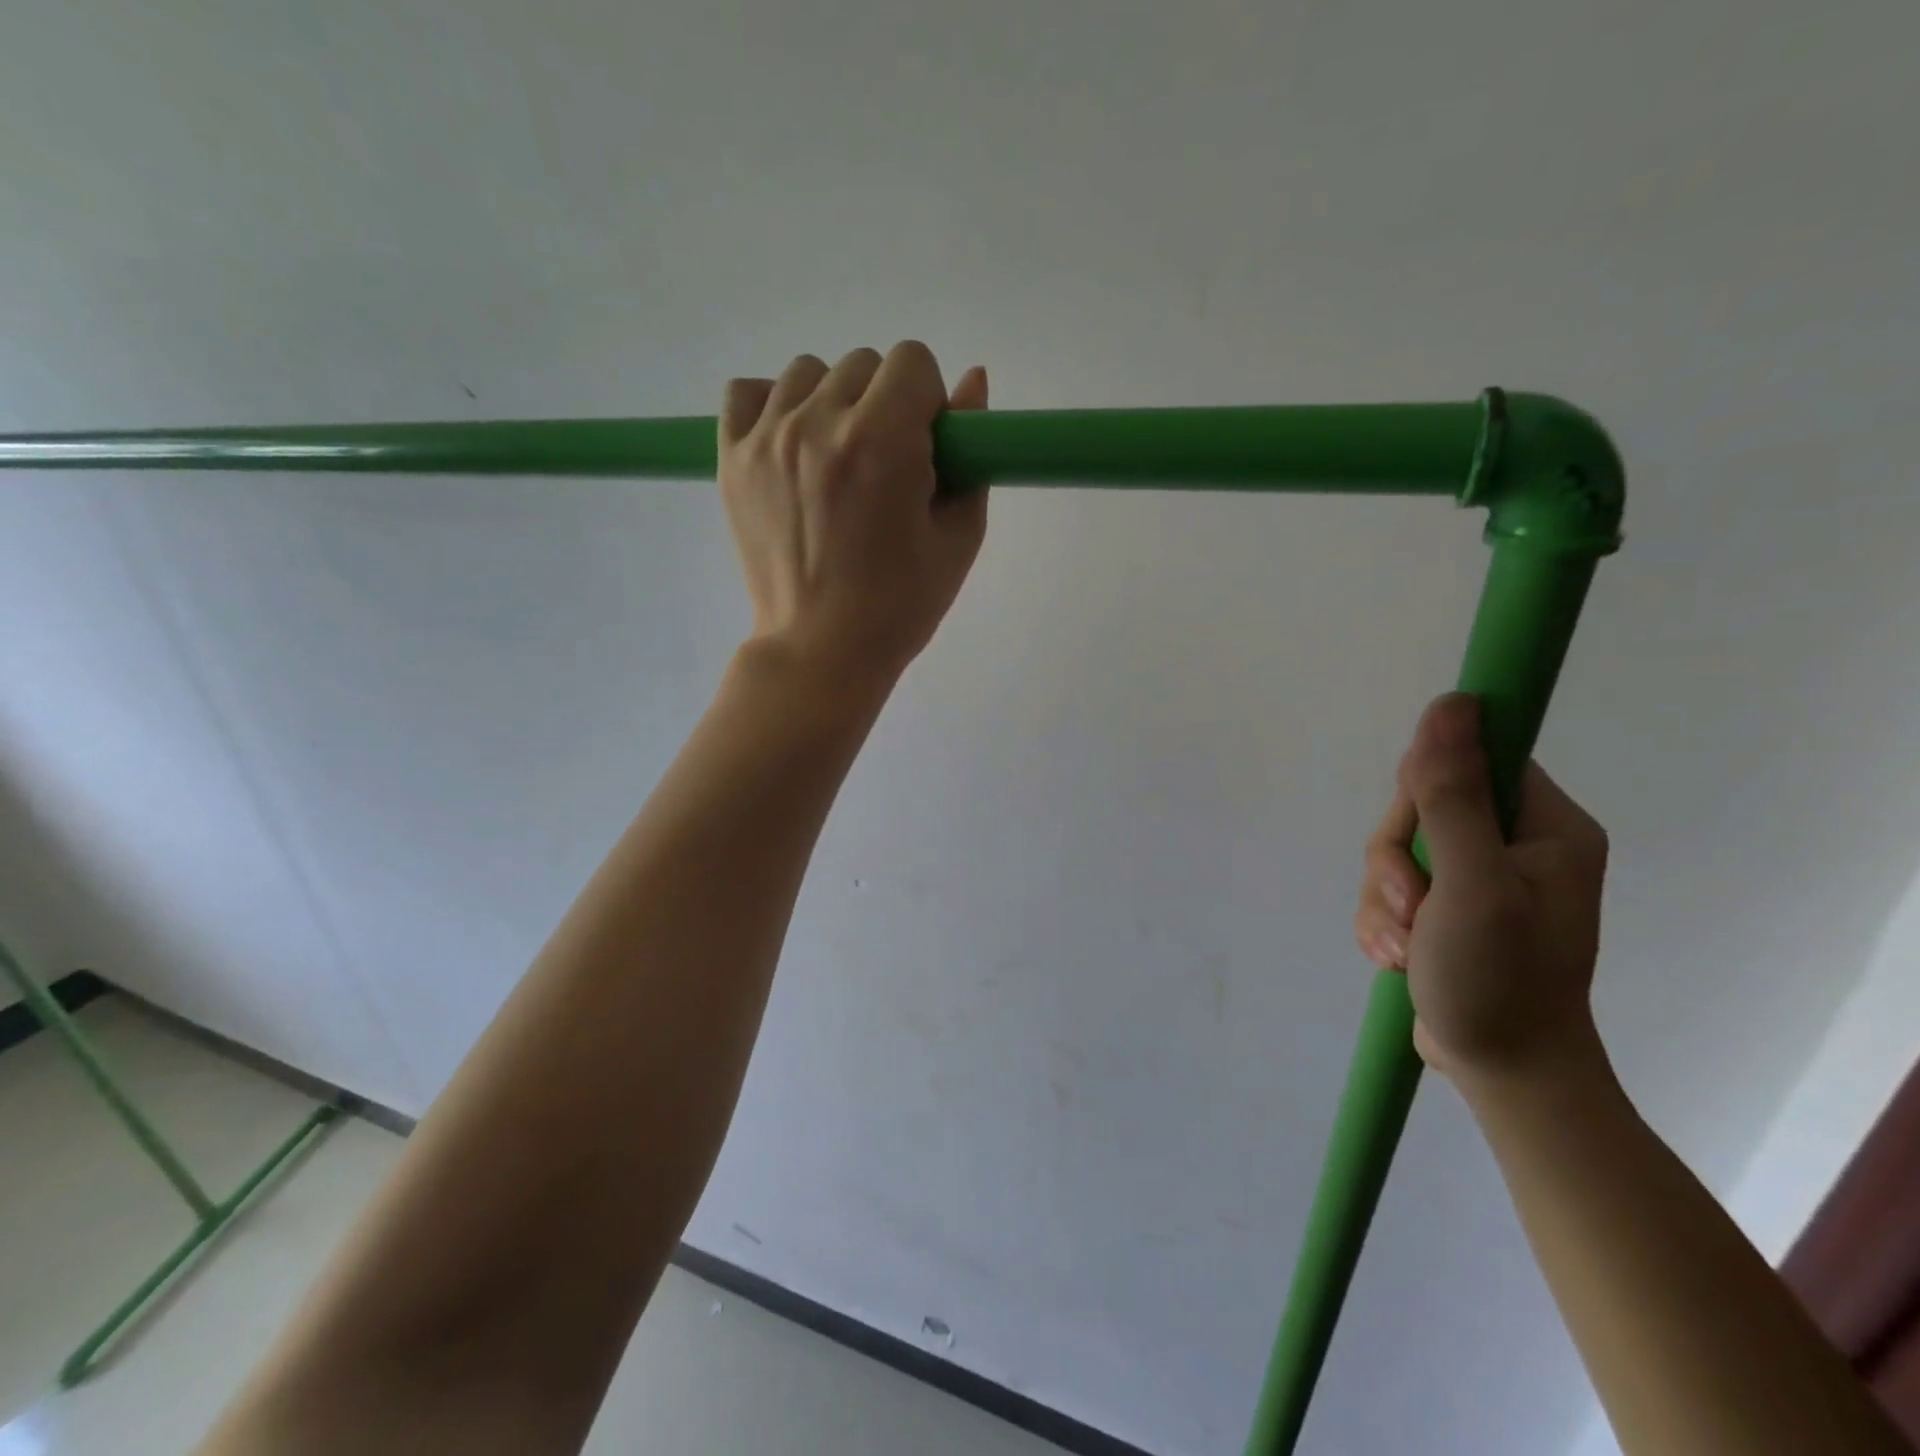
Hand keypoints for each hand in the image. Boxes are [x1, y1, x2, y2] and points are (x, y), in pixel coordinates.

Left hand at [718, 342, 988, 699]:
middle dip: (885, 404)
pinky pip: (747, 392)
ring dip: (832, 403)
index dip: (927, 403)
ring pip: (808, 373)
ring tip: (836, 463)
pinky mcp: (730, 460)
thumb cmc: (900, 605)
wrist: (820, 649)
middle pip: (863, 365)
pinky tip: (791, 447)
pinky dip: (773, 406)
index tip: (924, 449)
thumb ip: (970, 457)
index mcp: (881, 442)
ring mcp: (766, 439)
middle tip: (883, 468)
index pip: (912, 361)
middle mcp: (818, 424)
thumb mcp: (956, 539)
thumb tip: (973, 382)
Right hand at [1354, 694, 1609, 1084]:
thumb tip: (1450, 703)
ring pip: (1396, 850)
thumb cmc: (1501, 980)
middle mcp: (1514, 845)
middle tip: (1412, 906)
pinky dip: (1383, 919)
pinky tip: (1396, 956)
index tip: (1417, 834)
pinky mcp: (1445, 908)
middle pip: (1422, 807)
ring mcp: (1477, 878)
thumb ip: (1453, 795)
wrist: (1505, 1076)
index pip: (1473, 761)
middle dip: (1396, 861)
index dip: (1428, 788)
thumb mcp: (1471, 883)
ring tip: (1404, 946)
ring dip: (1384, 898)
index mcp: (1545, 828)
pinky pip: (1391, 887)